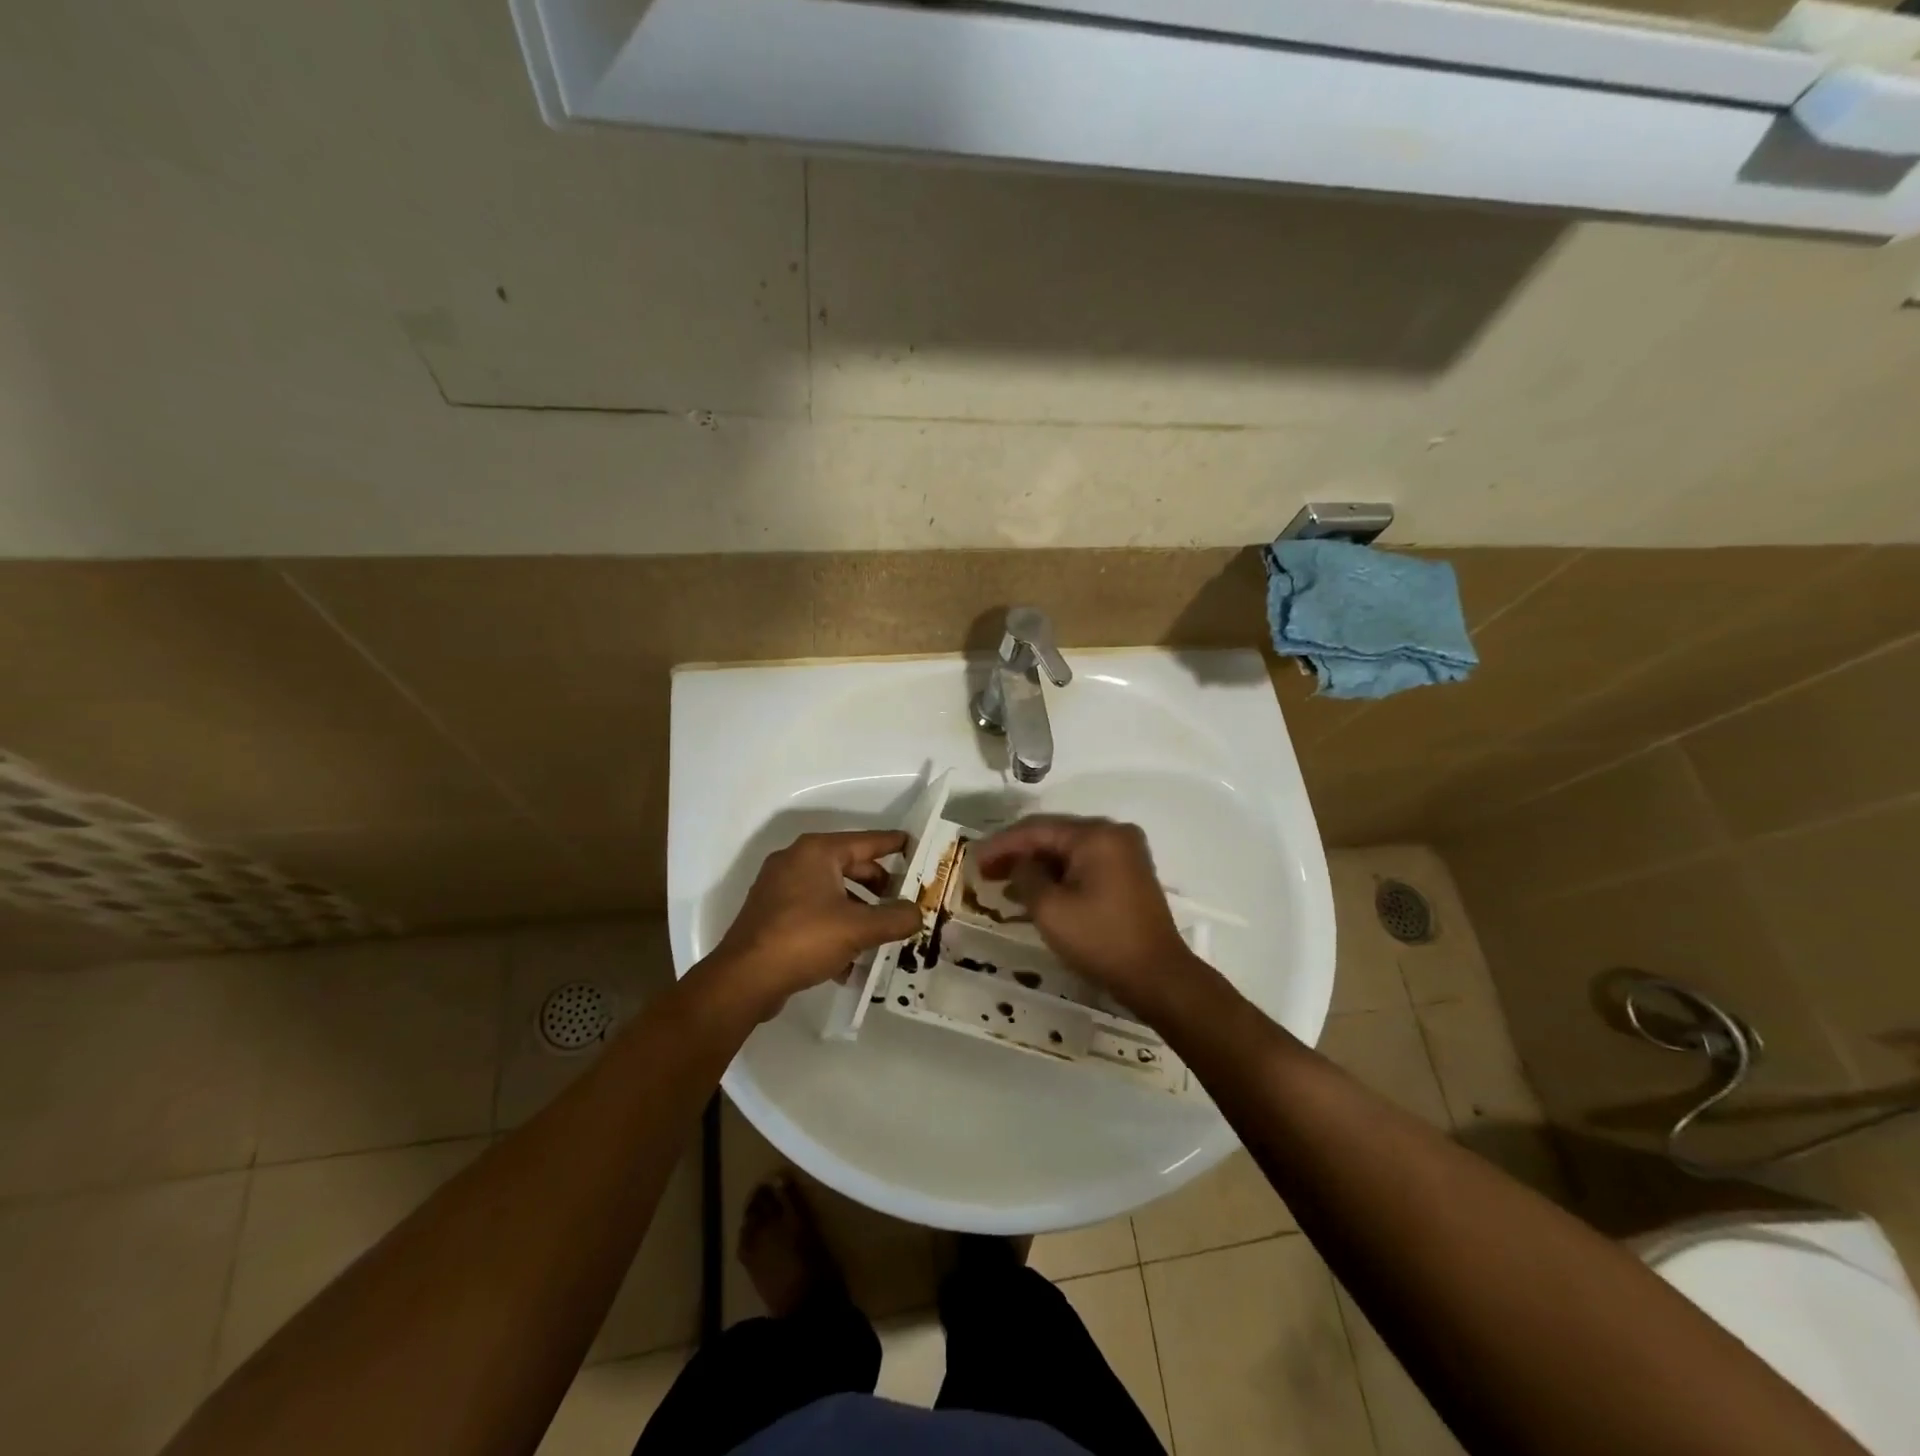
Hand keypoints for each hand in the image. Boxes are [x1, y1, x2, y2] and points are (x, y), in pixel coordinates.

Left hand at [708, 829, 922, 1016]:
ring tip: (883, 935)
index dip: (895, 845)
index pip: (867, 841)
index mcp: (817, 851)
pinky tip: (851, 960)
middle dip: (879, 886)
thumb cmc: (804, 939)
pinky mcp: (771, 915)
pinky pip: (814, 913)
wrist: (744, 979)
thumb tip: (917, 913)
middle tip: (905, 902)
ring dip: (859, 911)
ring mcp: (780, 888)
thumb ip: (896, 918)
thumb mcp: (859, 928)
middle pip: (851, 866)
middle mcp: (797, 861)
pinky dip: (835, 927)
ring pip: (833, 893)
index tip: (917, 846)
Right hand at [973, 815, 1198, 1007]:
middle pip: (1053, 836)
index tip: (973, 859)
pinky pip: (1084, 865)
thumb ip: (1025, 875)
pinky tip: (1034, 891)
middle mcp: (1113, 834)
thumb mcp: (1050, 908)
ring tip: (1002, 883)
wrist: (1157, 976)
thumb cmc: (1100, 939)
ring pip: (1068, 851)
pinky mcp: (1128, 874)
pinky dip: (1058, 875)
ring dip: (1036, 866)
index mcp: (1096, 835)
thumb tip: (1021, 864)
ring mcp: (1125, 853)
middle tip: (985, 870)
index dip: (1001, 844)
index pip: (1037, 829)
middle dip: (1017, 853)